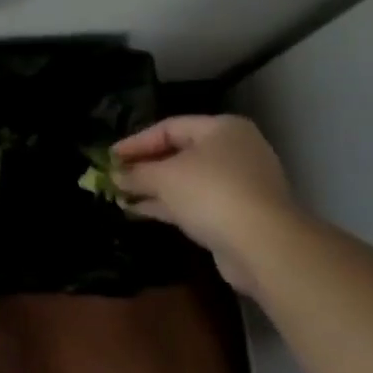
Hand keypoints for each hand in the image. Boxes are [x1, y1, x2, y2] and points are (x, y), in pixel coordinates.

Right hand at [112, 115, 297, 295]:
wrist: (263, 245)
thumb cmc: (212, 193)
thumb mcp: (165, 177)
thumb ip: (136, 173)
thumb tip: (114, 175)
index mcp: (222, 129)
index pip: (169, 127)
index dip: (136, 141)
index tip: (109, 157)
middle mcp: (234, 151)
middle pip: (179, 153)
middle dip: (144, 166)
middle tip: (114, 176)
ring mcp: (238, 184)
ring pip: (186, 180)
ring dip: (153, 188)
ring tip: (119, 195)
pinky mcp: (237, 214)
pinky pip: (195, 202)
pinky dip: (168, 205)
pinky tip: (139, 210)